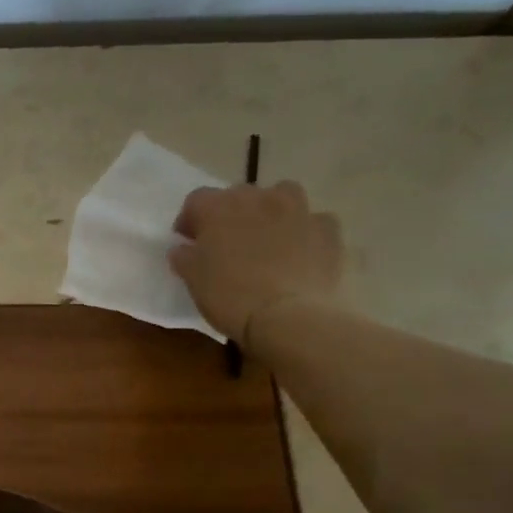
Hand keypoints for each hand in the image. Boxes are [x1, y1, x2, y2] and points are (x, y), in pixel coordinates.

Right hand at [170, 180, 343, 344]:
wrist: (289, 317)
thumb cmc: (230, 296)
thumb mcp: (193, 279)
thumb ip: (185, 257)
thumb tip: (184, 248)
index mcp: (219, 207)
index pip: (197, 199)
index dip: (189, 219)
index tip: (187, 242)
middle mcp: (259, 198)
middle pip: (239, 194)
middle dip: (229, 214)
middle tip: (225, 243)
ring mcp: (298, 210)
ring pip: (282, 196)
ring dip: (271, 210)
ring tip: (266, 238)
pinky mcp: (328, 229)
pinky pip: (313, 221)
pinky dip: (304, 231)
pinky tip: (299, 253)